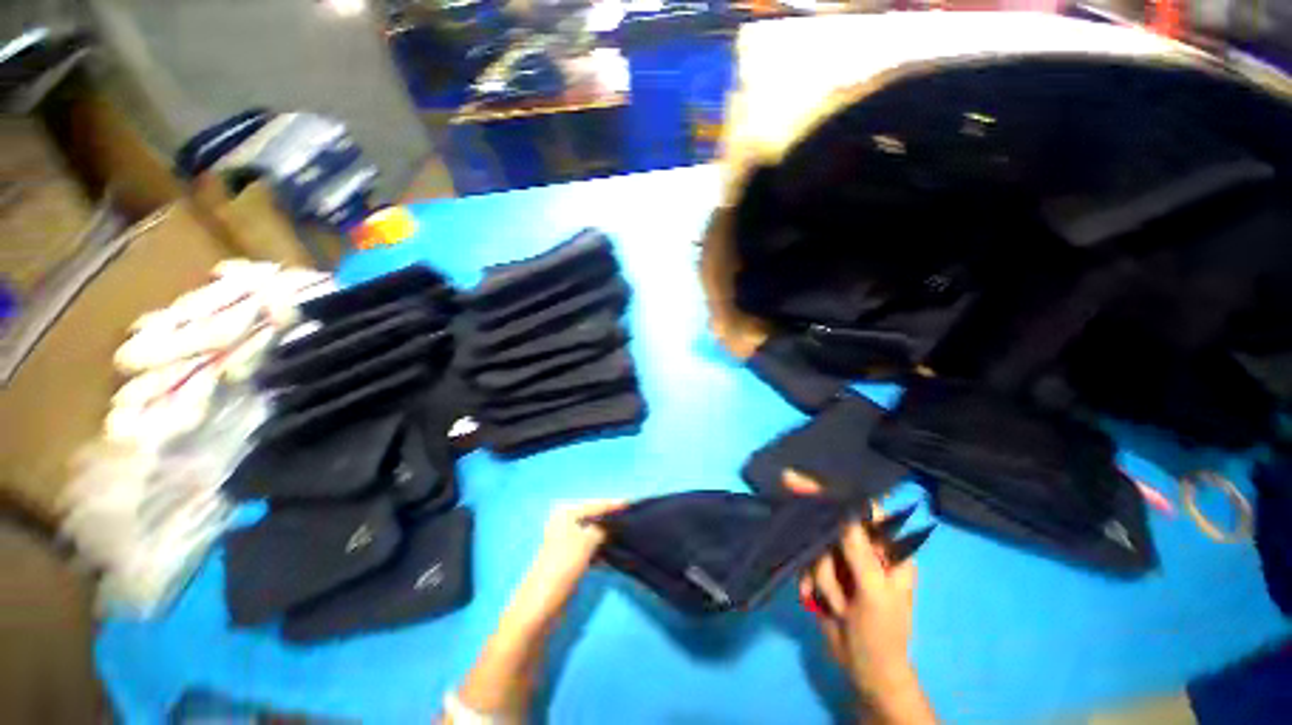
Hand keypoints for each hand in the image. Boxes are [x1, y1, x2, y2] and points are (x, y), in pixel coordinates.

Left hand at [455, 500, 624, 719]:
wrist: (540, 607)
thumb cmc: (563, 566)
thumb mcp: (587, 540)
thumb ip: (604, 527)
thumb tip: (615, 522)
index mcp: (566, 513)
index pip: (596, 504)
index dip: (614, 505)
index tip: (634, 503)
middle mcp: (564, 523)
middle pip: (595, 517)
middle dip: (612, 519)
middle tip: (633, 519)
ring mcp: (566, 542)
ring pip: (593, 534)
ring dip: (608, 535)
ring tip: (628, 534)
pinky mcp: (569, 559)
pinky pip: (590, 547)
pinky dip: (602, 549)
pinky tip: (614, 552)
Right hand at [786, 472, 920, 700]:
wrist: (863, 671)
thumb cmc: (881, 635)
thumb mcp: (874, 595)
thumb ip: (860, 554)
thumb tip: (846, 512)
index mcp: (889, 550)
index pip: (863, 511)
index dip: (835, 495)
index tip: (802, 484)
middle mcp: (866, 549)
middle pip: (832, 526)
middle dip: (823, 554)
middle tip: (818, 565)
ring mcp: (844, 561)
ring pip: (815, 546)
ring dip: (819, 576)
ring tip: (835, 605)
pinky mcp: (825, 571)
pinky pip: (806, 561)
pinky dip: (806, 580)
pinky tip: (813, 600)